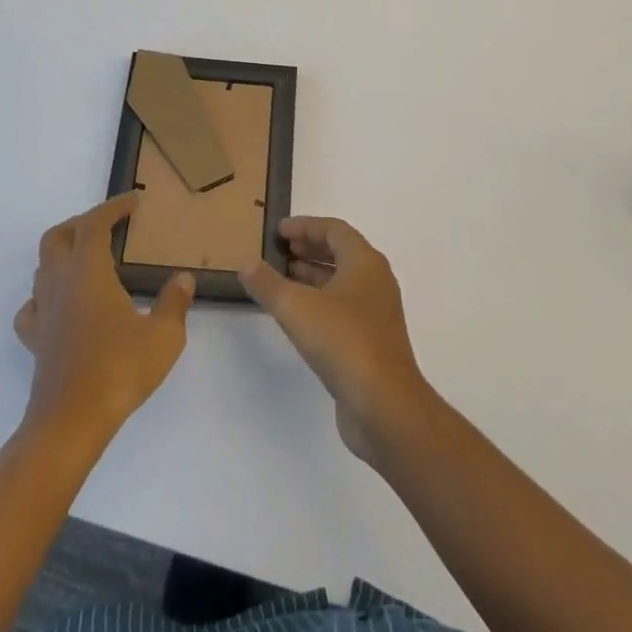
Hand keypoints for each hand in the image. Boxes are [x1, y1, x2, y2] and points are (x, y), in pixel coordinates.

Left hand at [14, 194, 193, 448]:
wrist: (70, 424)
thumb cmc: (119, 371)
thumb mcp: (163, 336)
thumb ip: (174, 302)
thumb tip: (183, 279)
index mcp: (88, 272)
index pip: (94, 224)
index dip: (113, 207)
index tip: (134, 201)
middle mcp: (60, 284)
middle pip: (57, 237)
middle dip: (81, 223)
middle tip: (109, 226)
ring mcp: (44, 313)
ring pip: (43, 267)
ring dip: (64, 253)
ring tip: (90, 260)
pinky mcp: (36, 341)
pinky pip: (33, 306)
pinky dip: (46, 294)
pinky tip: (64, 304)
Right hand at [241, 218, 434, 463]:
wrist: (384, 405)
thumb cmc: (343, 341)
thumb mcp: (296, 308)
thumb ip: (268, 284)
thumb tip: (246, 263)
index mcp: (365, 262)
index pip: (335, 230)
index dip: (306, 226)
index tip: (278, 231)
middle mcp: (376, 281)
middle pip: (341, 253)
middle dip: (309, 249)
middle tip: (279, 252)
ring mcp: (377, 313)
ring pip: (342, 282)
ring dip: (313, 276)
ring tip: (282, 279)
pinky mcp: (373, 342)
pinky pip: (344, 308)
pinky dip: (320, 302)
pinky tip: (298, 317)